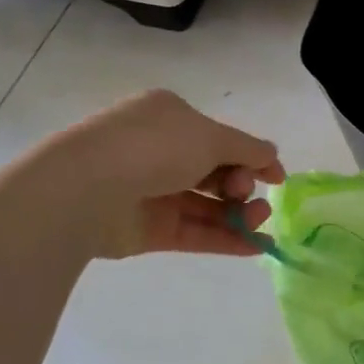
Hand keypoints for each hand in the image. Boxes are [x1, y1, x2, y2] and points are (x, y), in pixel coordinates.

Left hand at [44, 90, 286, 258]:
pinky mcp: (146, 229)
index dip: (253, 156)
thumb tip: (272, 155)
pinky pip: (193, 232)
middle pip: (216, 171)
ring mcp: (151, 191)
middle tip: (248, 194)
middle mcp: (160, 151)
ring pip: (206, 204)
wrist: (86, 189)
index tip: (278, 178)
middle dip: (243, 184)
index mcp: (170, 117)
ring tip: (260, 223)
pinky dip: (224, 238)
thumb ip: (248, 148)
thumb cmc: (154, 147)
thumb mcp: (212, 137)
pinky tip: (255, 247)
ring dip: (239, 213)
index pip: (220, 137)